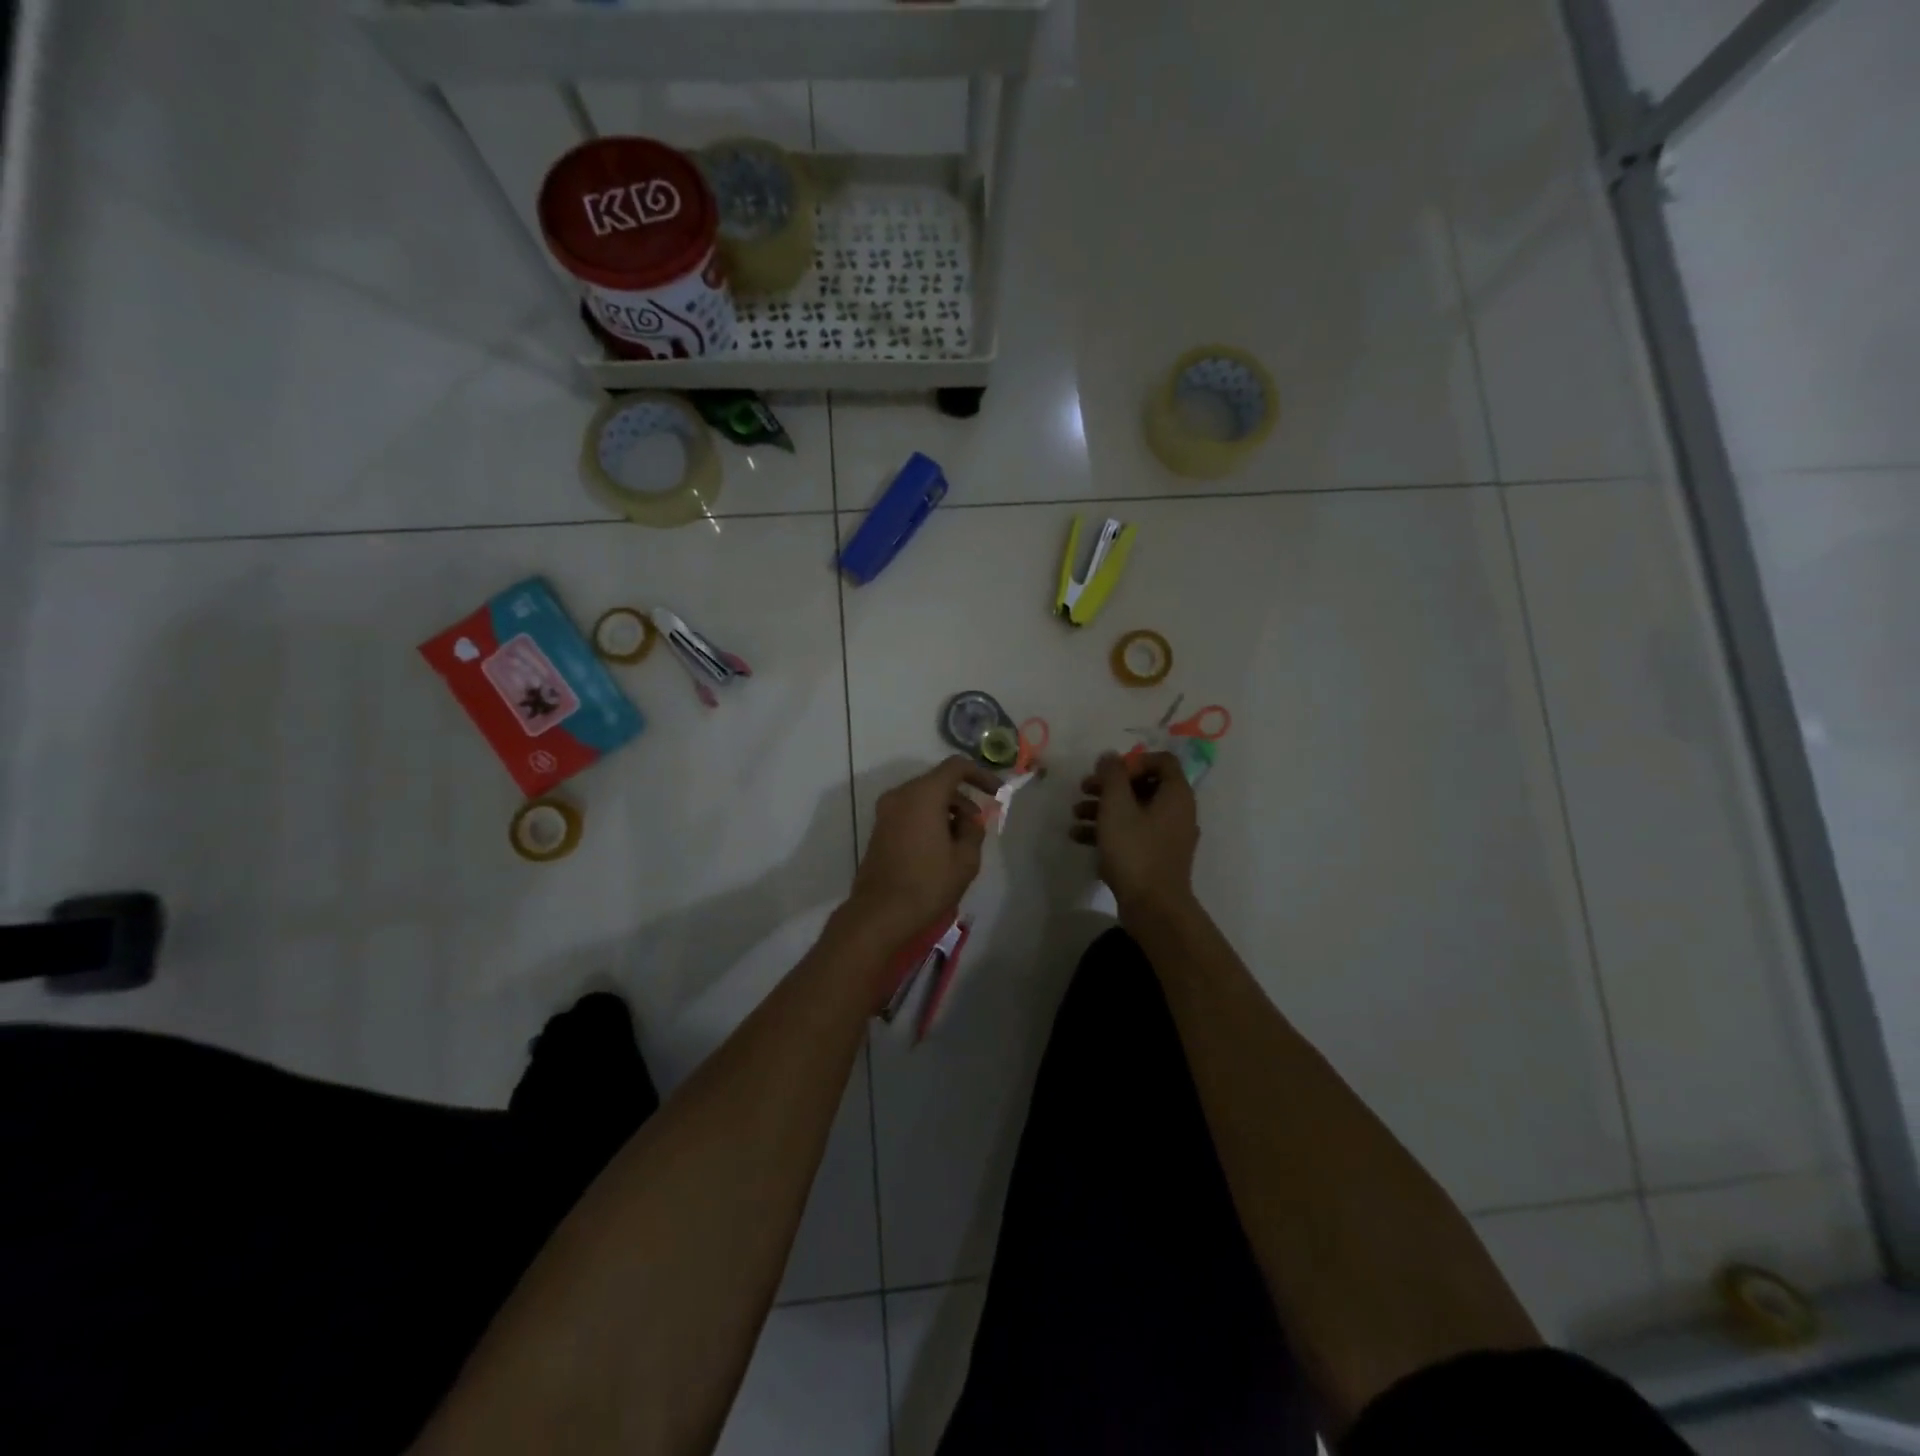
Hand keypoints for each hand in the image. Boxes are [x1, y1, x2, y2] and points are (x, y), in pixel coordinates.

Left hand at [845, 756, 1001, 945]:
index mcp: (924, 795)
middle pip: (938, 782)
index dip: (980, 774)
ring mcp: (886, 811)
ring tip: (961, 841)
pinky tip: (940, 847)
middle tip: (979, 825)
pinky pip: (910, 811)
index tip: (996, 793)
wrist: (880, 913)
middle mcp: (901, 795)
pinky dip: (929, 818)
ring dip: (946, 810)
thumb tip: (970, 820)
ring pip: (924, 797)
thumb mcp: (965, 859)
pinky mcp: (880, 828)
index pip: (956, 766)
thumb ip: (974, 830)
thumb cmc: (927, 884)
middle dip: (963, 798)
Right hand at [1071, 751, 1199, 917]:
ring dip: (1103, 808)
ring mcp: (1168, 837)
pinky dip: (1109, 831)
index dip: (1133, 761)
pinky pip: (1132, 834)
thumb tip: (1110, 756)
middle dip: (1110, 786)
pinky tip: (1079, 837)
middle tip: (1083, 789)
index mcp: (1176, 795)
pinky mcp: (1156, 857)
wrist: (1153, 907)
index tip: (1108, 774)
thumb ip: (1112, 776)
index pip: (1161, 761)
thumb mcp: (1117, 806)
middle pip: (1143, 786)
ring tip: (1075, 815)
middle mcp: (1177, 812)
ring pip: (1134, 811)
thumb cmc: (1135, 850)